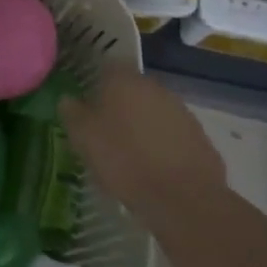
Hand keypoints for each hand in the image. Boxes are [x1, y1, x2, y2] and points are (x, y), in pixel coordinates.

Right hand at [60, 67, 226, 217]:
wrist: (183, 199)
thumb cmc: (124, 161)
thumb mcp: (84, 138)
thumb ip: (72, 113)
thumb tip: (68, 99)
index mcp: (124, 81)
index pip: (105, 68)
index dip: (94, 83)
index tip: (84, 102)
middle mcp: (154, 88)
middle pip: (130, 89)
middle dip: (118, 104)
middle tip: (102, 129)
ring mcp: (180, 111)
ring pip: (152, 110)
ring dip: (140, 124)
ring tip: (127, 151)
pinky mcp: (199, 136)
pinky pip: (171, 133)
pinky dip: (160, 143)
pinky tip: (152, 165)